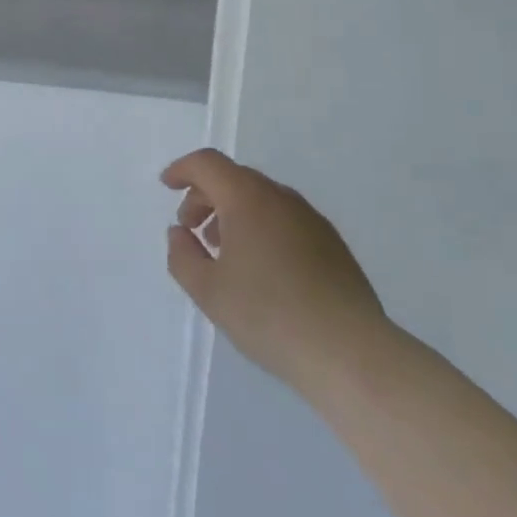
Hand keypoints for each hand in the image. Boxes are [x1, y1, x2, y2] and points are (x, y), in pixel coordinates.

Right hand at [163, 149, 387, 391]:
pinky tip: (261, 268)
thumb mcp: (208, 291)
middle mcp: (280, 197)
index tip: (167, 186)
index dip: (183, 170)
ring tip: (224, 252)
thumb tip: (180, 232)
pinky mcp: (332, 244)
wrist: (349, 352)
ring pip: (262, 199)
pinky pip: (285, 220)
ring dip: (234, 213)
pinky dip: (262, 228)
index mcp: (247, 198)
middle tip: (191, 229)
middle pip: (234, 178)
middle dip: (206, 195)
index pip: (208, 164)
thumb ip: (182, 255)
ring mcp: (311, 219)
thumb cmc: (269, 315)